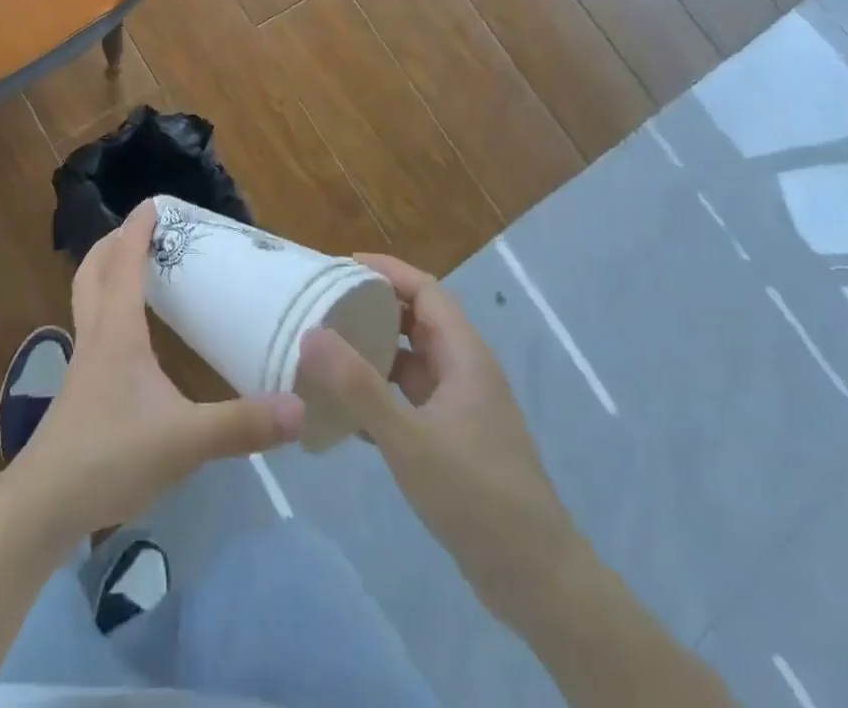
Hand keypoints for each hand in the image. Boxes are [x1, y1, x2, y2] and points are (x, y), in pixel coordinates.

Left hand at [5, 201, 304, 540]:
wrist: (45, 505)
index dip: (137, 229)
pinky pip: (93, 326)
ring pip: (87, 297)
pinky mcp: (81, 388)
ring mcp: (83, 362)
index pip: (124, 262)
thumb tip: (298, 408)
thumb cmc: (110, 456)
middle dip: (115, 242)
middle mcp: (96, 334)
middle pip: (94, 270)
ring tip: (138, 269)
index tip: (154, 202)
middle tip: (145, 231)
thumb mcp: (184, 441)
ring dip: (107, 272)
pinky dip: (108, 307)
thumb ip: (241, 425)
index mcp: (117, 330)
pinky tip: (132, 334)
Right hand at [298, 253, 583, 627]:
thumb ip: (358, 387)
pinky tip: (345, 408)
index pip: (425, 289)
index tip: (340, 266)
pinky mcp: (454, 438)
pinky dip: (380, 391)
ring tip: (326, 348)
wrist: (536, 580)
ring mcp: (461, 406)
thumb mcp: (409, 440)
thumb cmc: (476, 497)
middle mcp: (465, 370)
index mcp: (465, 356)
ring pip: (412, 360)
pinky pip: (411, 397)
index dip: (386, 271)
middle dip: (373, 306)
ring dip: (374, 349)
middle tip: (324, 303)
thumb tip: (310, 334)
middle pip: (417, 319)